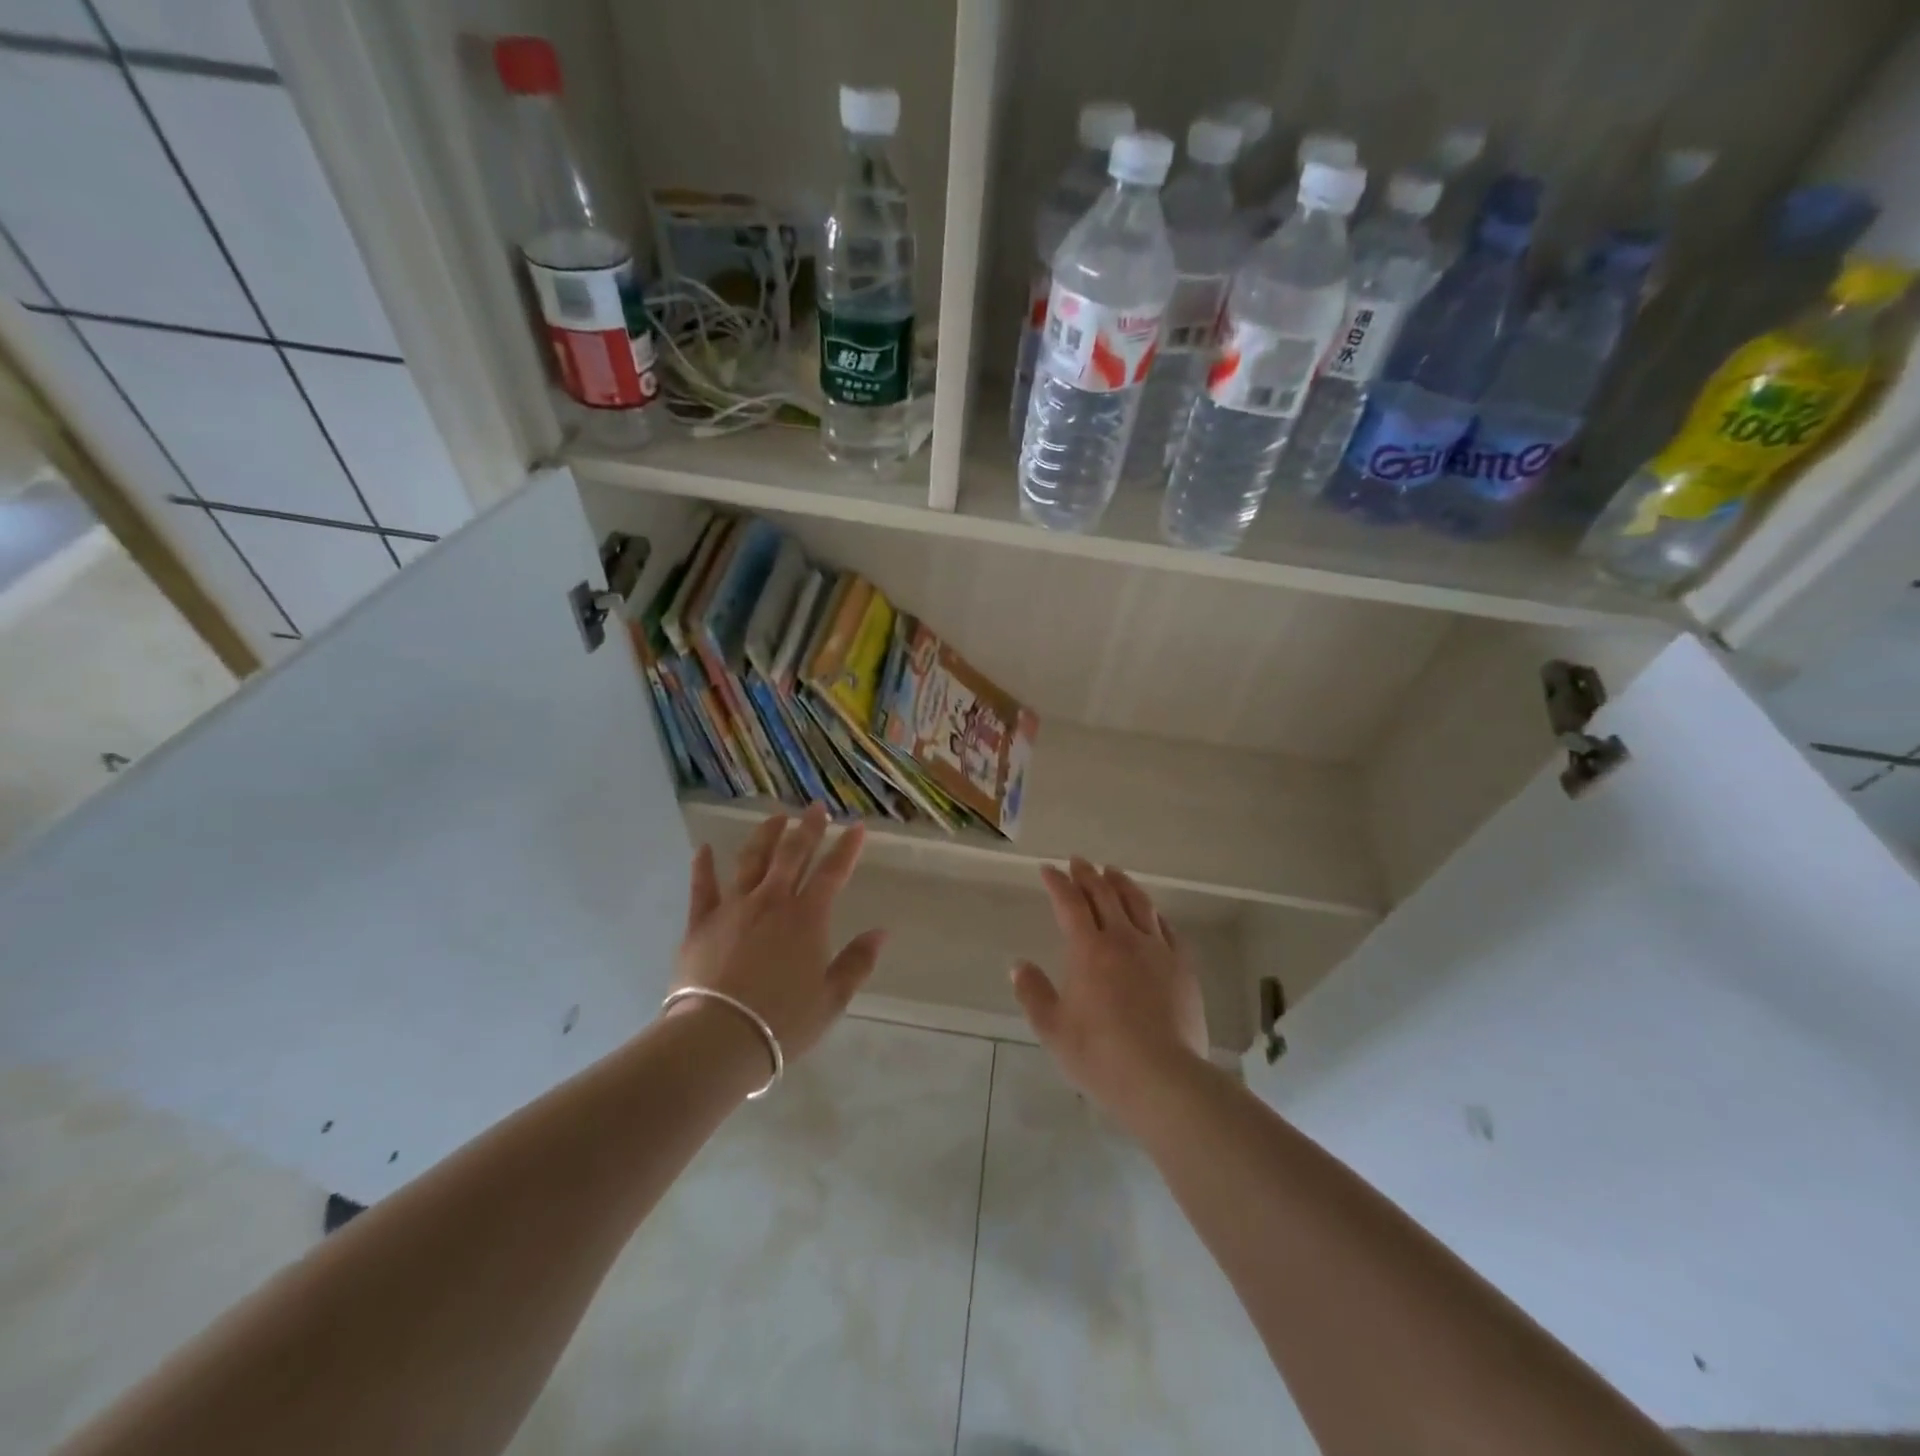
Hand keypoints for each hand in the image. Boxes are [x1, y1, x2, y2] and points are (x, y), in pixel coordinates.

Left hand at [672, 806, 885, 1062]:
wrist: (719, 1037)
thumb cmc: (782, 1022)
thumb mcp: (831, 999)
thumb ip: (856, 963)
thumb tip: (881, 933)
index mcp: (807, 917)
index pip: (832, 872)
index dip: (847, 848)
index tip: (856, 826)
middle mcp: (772, 901)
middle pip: (792, 854)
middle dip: (807, 828)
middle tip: (815, 807)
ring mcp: (734, 907)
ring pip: (751, 860)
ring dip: (765, 835)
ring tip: (775, 817)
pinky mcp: (701, 923)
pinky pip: (702, 887)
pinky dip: (703, 866)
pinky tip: (704, 849)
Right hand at [1012, 858, 1208, 1123]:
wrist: (1164, 1079)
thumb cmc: (1101, 1056)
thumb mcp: (1053, 1030)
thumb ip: (1033, 993)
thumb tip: (1020, 965)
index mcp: (1088, 950)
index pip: (1069, 903)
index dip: (1057, 882)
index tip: (1048, 869)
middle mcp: (1123, 939)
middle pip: (1104, 895)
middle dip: (1087, 874)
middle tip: (1078, 861)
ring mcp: (1157, 950)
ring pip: (1138, 903)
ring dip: (1121, 883)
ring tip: (1112, 872)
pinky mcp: (1182, 966)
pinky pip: (1166, 928)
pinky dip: (1153, 912)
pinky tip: (1151, 912)